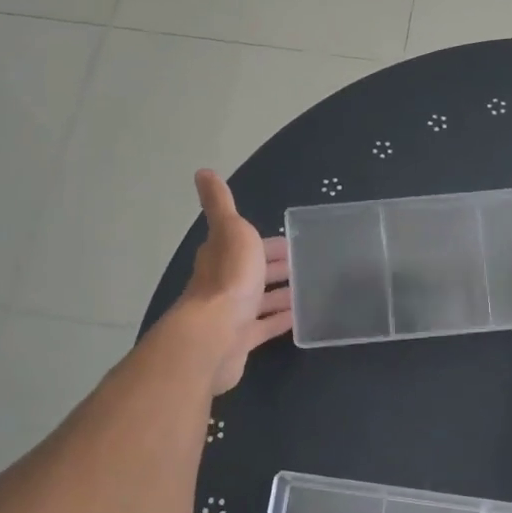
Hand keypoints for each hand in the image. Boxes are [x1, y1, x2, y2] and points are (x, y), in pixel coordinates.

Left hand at [179, 169, 292, 394]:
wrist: (215, 334)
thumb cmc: (229, 277)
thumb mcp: (230, 229)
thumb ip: (219, 203)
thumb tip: (202, 172)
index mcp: (221, 254)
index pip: (247, 244)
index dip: (268, 244)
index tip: (294, 243)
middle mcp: (223, 282)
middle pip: (254, 272)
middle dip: (276, 267)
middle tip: (306, 266)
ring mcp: (232, 313)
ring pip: (259, 299)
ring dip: (280, 294)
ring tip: (309, 290)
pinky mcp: (241, 340)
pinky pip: (264, 327)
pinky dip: (280, 320)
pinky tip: (300, 318)